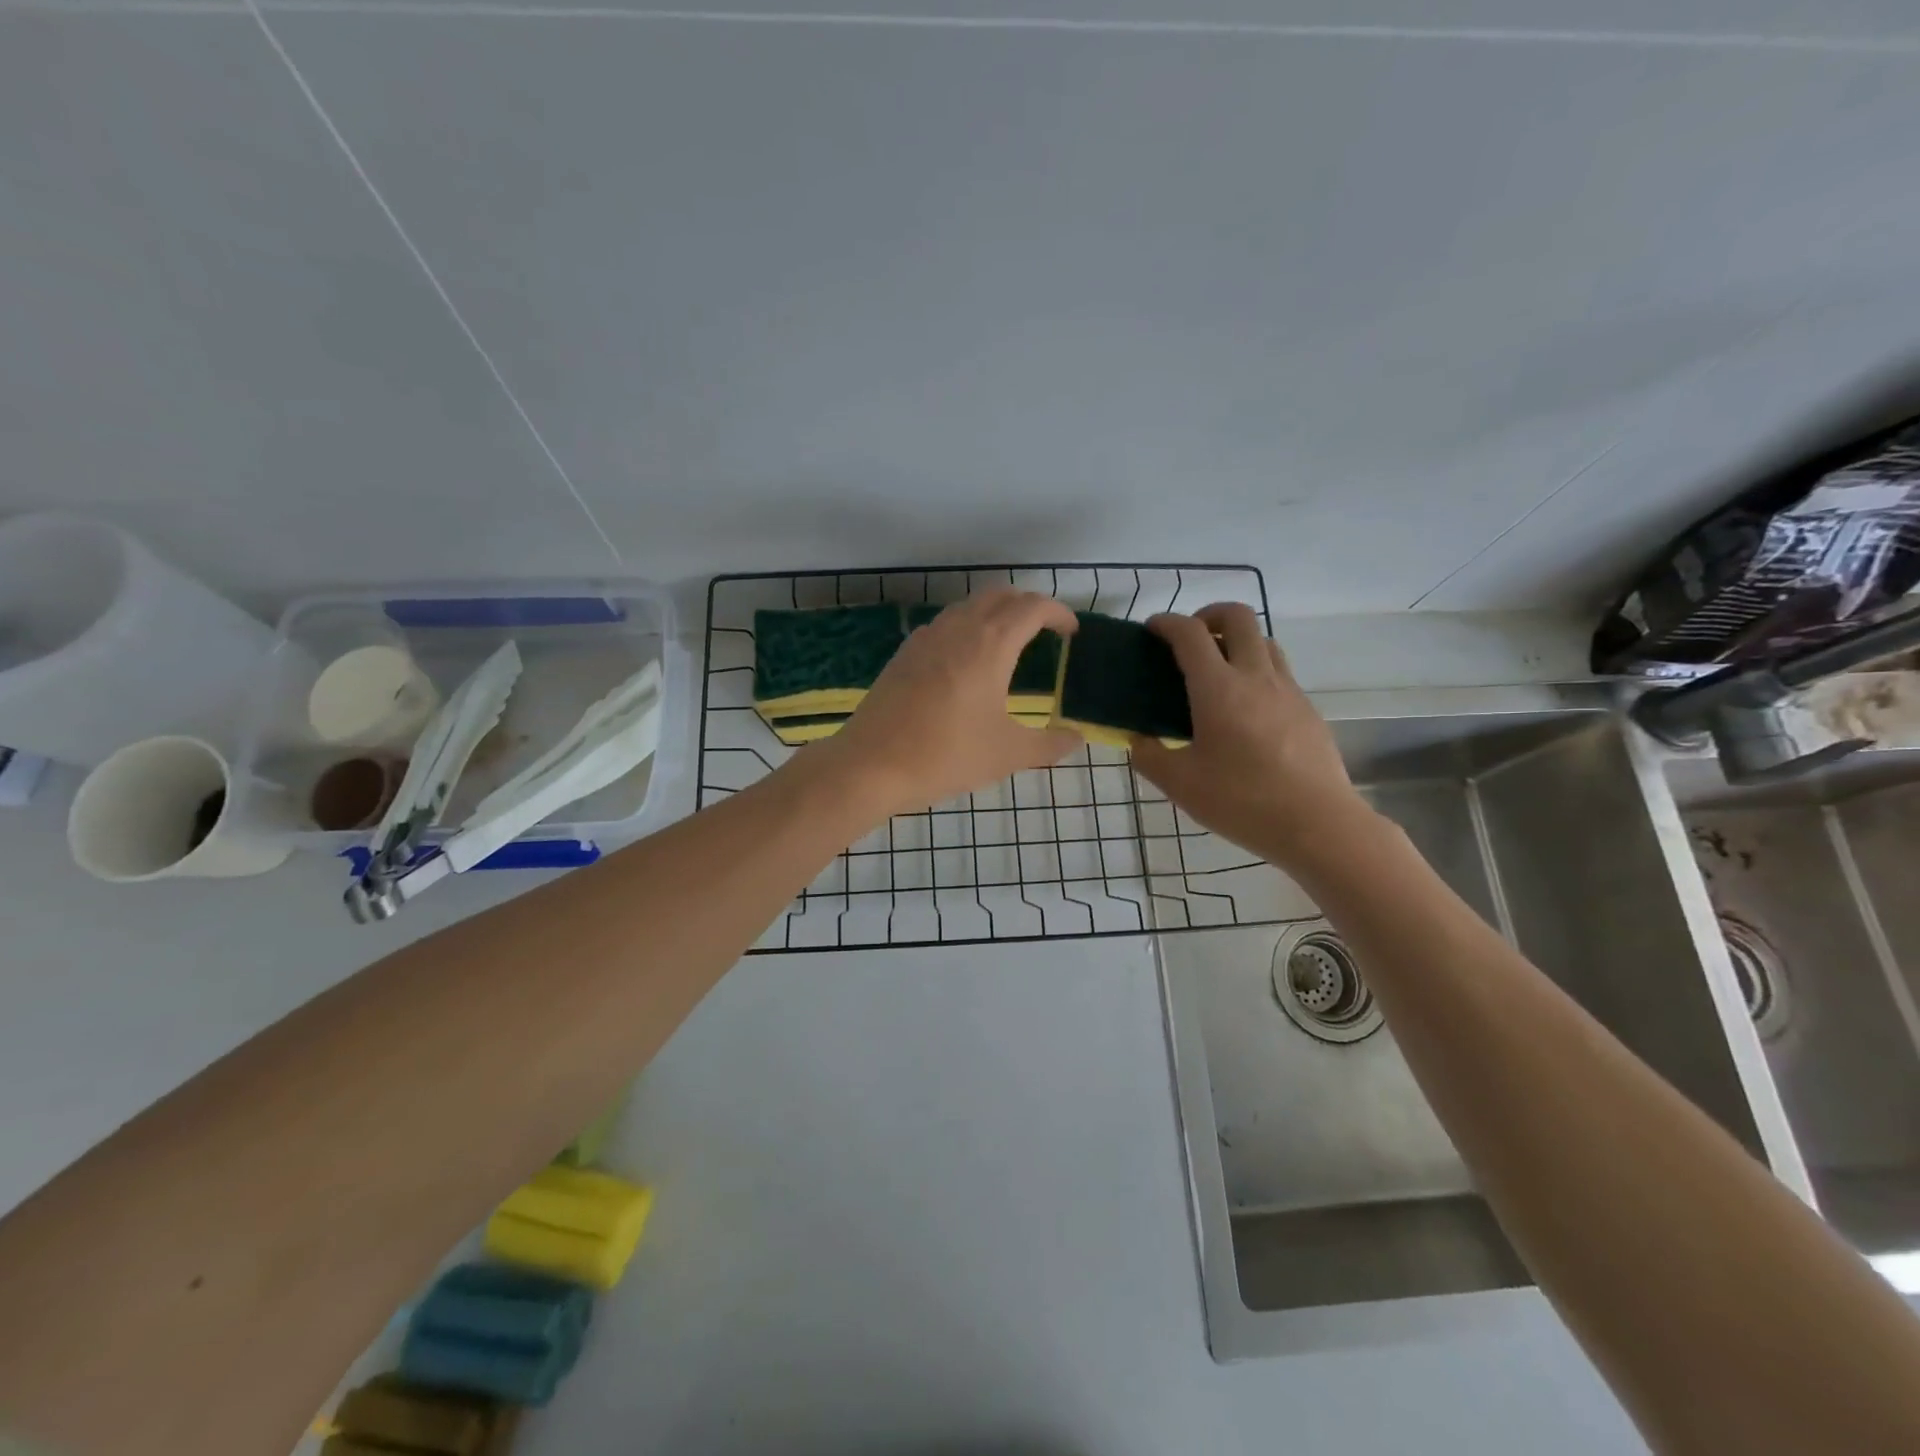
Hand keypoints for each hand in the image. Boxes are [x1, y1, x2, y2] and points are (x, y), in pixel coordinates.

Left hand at [810, 590, 1081, 818]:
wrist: (872, 764)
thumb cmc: (947, 755)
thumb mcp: (1008, 755)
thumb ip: (1049, 745)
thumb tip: (1076, 739)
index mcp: (991, 644)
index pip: (1033, 607)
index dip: (1058, 613)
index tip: (1071, 632)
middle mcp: (958, 628)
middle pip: (1000, 595)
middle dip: (1028, 606)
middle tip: (1044, 632)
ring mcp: (926, 637)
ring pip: (968, 607)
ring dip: (994, 613)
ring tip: (1008, 644)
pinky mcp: (904, 653)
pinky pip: (944, 625)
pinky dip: (966, 628)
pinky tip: (965, 663)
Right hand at [1131, 603, 1376, 872]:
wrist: (1318, 824)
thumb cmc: (1242, 801)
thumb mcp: (1180, 784)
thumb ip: (1149, 756)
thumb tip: (1138, 739)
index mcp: (1218, 689)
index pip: (1189, 634)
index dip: (1166, 623)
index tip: (1151, 630)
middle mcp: (1256, 676)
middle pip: (1237, 617)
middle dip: (1208, 615)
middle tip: (1190, 640)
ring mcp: (1288, 690)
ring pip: (1264, 640)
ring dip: (1237, 640)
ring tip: (1218, 670)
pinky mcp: (1308, 709)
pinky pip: (1280, 672)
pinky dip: (1257, 670)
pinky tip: (1246, 708)